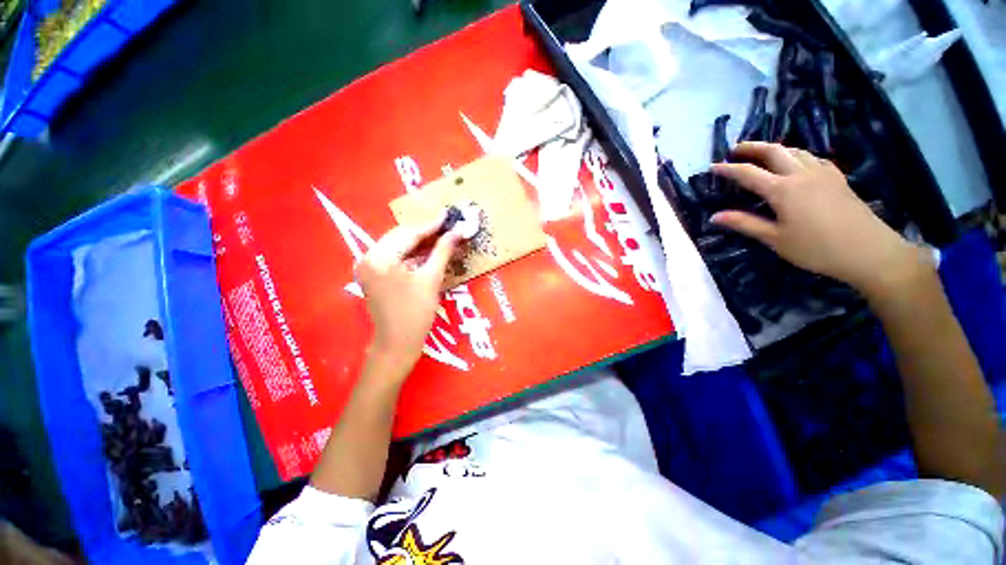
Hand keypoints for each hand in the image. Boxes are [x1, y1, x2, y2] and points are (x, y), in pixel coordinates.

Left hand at [355, 216, 460, 376]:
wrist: (397, 345)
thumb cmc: (416, 314)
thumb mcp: (431, 280)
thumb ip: (442, 251)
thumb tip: (458, 231)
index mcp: (380, 258)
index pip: (409, 233)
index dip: (432, 224)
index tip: (449, 215)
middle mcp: (368, 257)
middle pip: (401, 236)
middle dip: (426, 231)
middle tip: (448, 225)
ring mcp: (368, 266)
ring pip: (398, 245)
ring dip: (420, 241)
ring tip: (442, 235)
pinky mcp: (373, 275)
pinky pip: (394, 256)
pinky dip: (411, 253)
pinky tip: (428, 250)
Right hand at [710, 142, 927, 294]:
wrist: (869, 251)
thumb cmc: (816, 248)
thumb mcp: (775, 239)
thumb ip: (745, 224)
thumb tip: (714, 217)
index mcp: (783, 190)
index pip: (748, 173)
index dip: (728, 169)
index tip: (712, 167)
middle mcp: (802, 174)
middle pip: (774, 151)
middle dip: (752, 147)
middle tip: (735, 149)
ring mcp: (823, 174)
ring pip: (796, 151)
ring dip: (775, 149)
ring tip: (762, 154)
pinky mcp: (837, 179)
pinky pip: (814, 158)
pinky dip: (799, 156)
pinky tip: (797, 163)